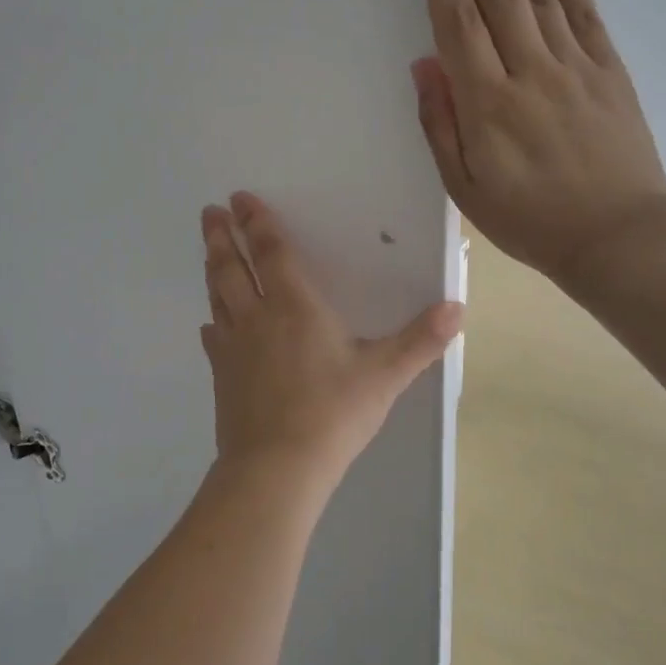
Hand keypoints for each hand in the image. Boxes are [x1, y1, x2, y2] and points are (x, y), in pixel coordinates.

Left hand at [199, 192, 462, 491]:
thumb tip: (457, 307)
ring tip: (208, 250)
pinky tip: (210, 325)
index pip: (271, 252)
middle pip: (232, 267)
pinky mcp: (222, 376)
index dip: (256, 222)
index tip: (240, 198)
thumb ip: (420, 340)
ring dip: (213, 268)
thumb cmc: (332, 413)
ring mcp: (234, 347)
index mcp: (293, 306)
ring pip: (218, 296)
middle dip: (222, 236)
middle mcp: (256, 317)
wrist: (277, 466)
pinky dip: (213, 324)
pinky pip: (214, 339)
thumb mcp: (384, 375)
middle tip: (209, 211)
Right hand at [411, 0, 665, 286]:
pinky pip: (586, 11)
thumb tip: (424, 62)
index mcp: (487, 103)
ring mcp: (574, 65)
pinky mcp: (608, 69)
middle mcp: (529, 71)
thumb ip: (441, 123)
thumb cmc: (530, 219)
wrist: (619, 238)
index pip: (457, 20)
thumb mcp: (465, 187)